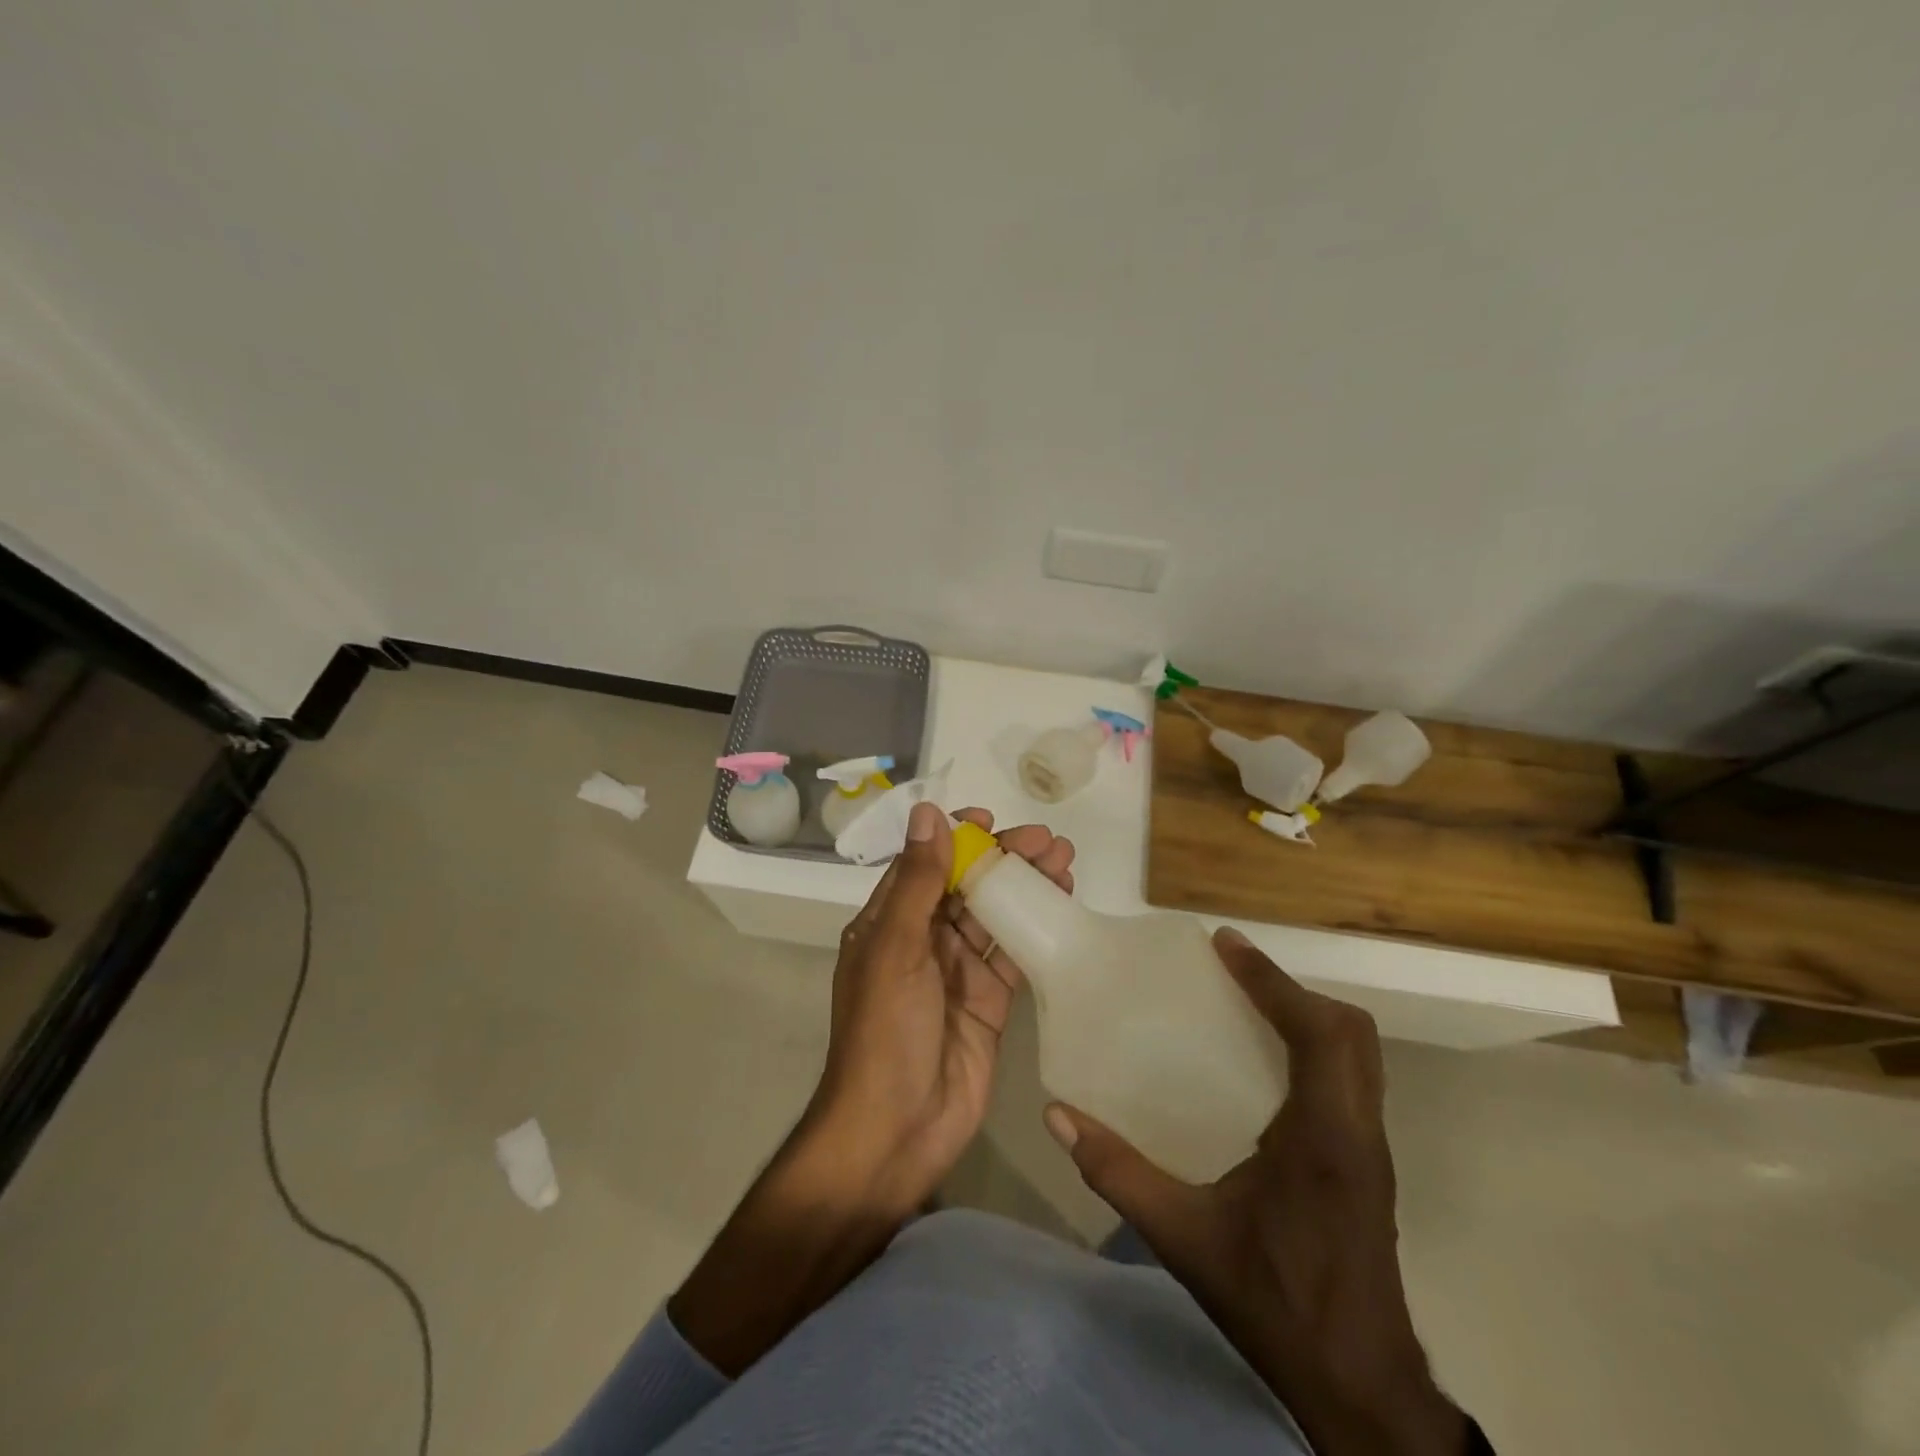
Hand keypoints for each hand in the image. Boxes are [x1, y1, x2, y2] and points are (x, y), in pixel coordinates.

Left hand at [808, 800, 1074, 1214]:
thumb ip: (917, 882)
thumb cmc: (886, 1031)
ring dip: (1026, 887)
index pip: (926, 865)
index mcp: (889, 923)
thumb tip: (927, 813)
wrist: (899, 1129)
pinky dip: (1036, 928)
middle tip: (1047, 840)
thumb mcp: (895, 948)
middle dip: (1003, 859)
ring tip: (1064, 860)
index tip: (990, 821)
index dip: (956, 839)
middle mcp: (922, 941)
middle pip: (966, 885)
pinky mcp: (989, 1002)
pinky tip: (1063, 905)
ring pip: (995, 915)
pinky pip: (1014, 954)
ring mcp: (957, 972)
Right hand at [1046, 928, 1467, 1455]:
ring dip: (1307, 1015)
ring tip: (1245, 1003)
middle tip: (1232, 972)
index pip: (1318, 1032)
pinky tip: (1262, 1063)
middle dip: (1292, 990)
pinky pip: (1350, 1078)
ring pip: (1358, 1054)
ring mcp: (1370, 1148)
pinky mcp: (1367, 1164)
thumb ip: (1117, 1171)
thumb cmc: (1274, 1303)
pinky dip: (1314, 1047)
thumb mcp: (1182, 1237)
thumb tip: (1059, 1116)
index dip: (1273, 980)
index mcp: (1324, 1138)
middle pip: (1349, 1032)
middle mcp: (1358, 1131)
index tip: (1225, 946)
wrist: (1360, 1387)